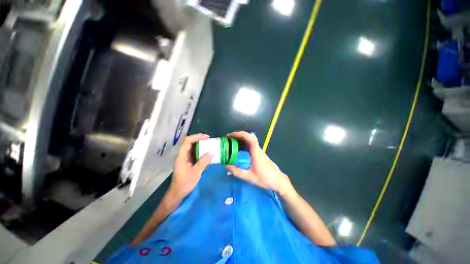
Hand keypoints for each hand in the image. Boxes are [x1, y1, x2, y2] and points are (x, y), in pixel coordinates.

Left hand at [171, 134, 212, 197]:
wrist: (178, 193)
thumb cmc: (185, 183)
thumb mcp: (195, 173)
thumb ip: (203, 162)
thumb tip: (212, 152)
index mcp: (182, 156)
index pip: (188, 141)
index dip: (197, 137)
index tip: (207, 137)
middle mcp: (183, 155)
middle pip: (189, 142)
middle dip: (199, 139)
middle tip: (209, 140)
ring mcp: (185, 158)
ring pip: (192, 147)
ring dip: (200, 144)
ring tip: (209, 144)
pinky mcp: (188, 161)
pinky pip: (195, 152)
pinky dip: (201, 150)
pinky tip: (207, 153)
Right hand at [225, 131, 291, 194]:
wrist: (278, 181)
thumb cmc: (265, 178)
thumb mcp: (249, 176)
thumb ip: (237, 171)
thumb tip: (226, 166)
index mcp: (256, 152)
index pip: (249, 138)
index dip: (240, 134)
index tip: (230, 136)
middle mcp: (258, 149)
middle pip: (249, 137)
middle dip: (238, 135)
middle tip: (228, 138)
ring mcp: (259, 151)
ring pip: (250, 141)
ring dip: (241, 139)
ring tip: (231, 142)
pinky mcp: (259, 154)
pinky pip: (251, 145)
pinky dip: (244, 144)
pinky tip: (239, 149)